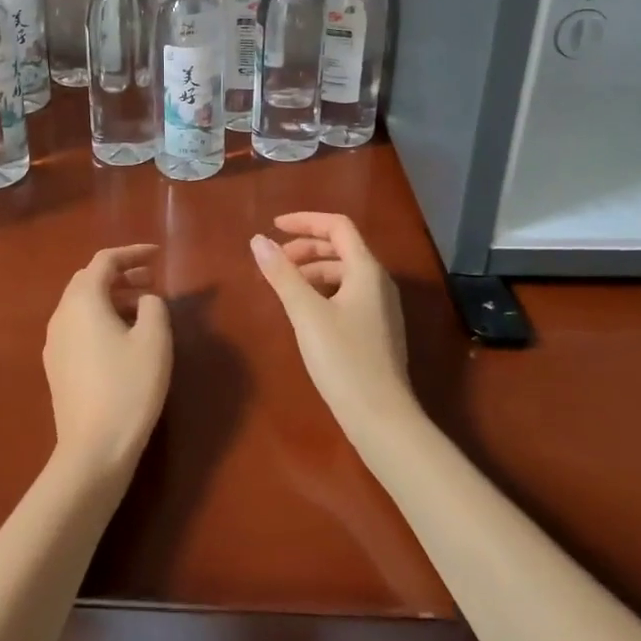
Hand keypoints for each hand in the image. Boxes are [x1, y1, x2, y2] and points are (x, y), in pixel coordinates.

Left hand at [43, 244, 172, 480]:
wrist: (93, 450)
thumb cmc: (128, 388)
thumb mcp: (155, 340)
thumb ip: (154, 306)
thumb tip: (145, 300)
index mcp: (83, 301)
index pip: (104, 261)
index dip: (132, 253)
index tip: (157, 255)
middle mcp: (62, 315)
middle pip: (89, 280)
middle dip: (120, 274)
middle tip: (151, 280)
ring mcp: (55, 343)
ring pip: (82, 304)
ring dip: (111, 297)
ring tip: (142, 308)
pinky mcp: (56, 367)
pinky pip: (78, 326)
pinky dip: (100, 318)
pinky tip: (122, 338)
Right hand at [250, 213, 415, 441]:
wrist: (382, 419)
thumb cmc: (344, 360)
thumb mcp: (307, 314)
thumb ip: (282, 274)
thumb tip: (258, 240)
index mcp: (366, 270)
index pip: (338, 226)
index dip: (305, 221)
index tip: (274, 227)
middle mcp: (378, 282)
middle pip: (341, 247)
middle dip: (306, 247)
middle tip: (275, 260)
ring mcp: (380, 307)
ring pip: (343, 273)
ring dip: (312, 270)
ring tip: (284, 285)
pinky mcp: (376, 330)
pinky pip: (347, 294)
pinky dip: (322, 291)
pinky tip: (304, 311)